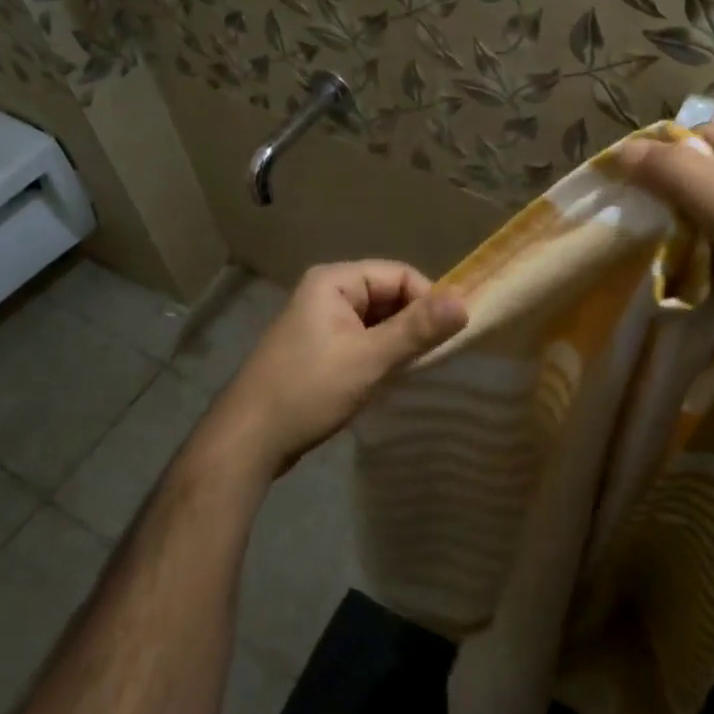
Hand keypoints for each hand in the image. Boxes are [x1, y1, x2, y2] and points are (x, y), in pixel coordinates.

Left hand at [205, 262, 467, 479]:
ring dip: (398, 341)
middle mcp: (326, 291)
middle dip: (413, 322)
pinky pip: (362, 338)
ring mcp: (320, 320)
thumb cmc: (309, 391)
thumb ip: (417, 329)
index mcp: (335, 281)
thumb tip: (465, 303)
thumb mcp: (369, 359)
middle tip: (434, 357)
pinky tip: (389, 377)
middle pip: (388, 294)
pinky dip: (380, 353)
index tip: (449, 335)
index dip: (429, 300)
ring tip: (414, 369)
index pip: (399, 274)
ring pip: (377, 319)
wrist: (248, 439)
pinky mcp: (318, 347)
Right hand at [617, 122, 713, 381]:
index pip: (702, 138)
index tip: (626, 196)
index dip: (662, 163)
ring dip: (681, 236)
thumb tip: (622, 149)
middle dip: (670, 204)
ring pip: (709, 216)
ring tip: (653, 256)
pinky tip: (679, 276)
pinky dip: (699, 259)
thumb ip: (676, 174)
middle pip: (704, 177)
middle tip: (637, 230)